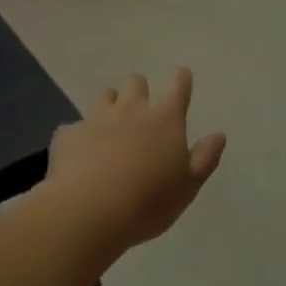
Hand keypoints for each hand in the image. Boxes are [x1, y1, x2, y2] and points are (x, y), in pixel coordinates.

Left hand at [45, 69, 226, 252]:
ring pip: (104, 97)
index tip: (182, 75)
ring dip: (110, 104)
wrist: (90, 211)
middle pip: (135, 84)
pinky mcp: (67, 136)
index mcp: (165, 121)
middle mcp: (130, 111)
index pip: (178, 89)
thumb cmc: (149, 201)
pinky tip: (80, 152)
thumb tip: (218, 135)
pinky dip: (80, 135)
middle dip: (140, 89)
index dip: (181, 80)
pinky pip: (75, 127)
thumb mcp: (188, 186)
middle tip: (141, 105)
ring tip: (111, 123)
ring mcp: (96, 120)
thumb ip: (204, 158)